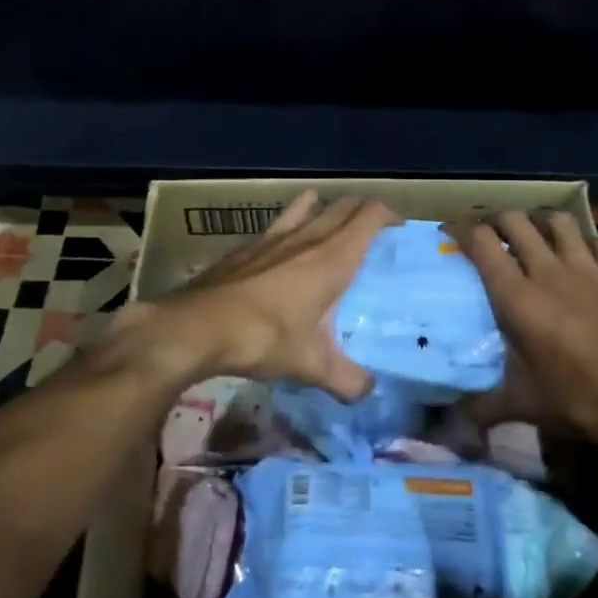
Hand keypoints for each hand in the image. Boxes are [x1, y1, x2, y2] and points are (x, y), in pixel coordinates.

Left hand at [125, 191, 399, 399]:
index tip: (399, 227)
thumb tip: (368, 393)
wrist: (197, 327)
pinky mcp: (248, 244)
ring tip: (333, 222)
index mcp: (332, 259)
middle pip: (344, 205)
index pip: (370, 215)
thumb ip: (347, 380)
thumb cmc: (263, 339)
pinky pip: (280, 222)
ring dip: (326, 207)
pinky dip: (293, 222)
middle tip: (374, 229)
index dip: (389, 214)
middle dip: (364, 209)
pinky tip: (285, 246)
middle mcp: (307, 237)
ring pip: (309, 205)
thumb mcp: (311, 366)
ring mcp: (274, 236)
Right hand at [449, 211, 597, 450]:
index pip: (481, 242)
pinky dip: (586, 242)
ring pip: (559, 222)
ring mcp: (587, 270)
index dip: (461, 230)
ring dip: (540, 222)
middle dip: (496, 220)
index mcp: (517, 297)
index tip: (449, 234)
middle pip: (516, 222)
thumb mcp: (522, 405)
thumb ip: (479, 409)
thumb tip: (444, 430)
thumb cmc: (578, 400)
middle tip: (488, 236)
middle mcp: (548, 272)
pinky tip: (581, 256)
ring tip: (532, 236)